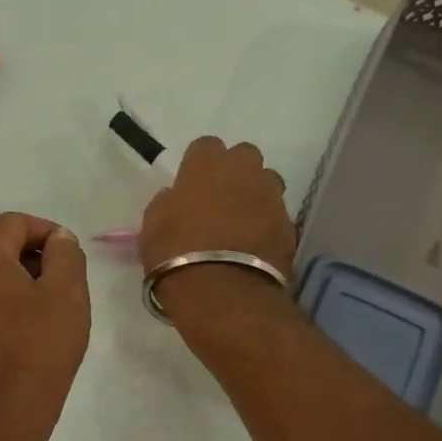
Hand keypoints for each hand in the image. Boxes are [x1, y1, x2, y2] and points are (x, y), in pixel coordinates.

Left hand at [0, 212, 90, 440]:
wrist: (3, 412)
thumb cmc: (39, 346)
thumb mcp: (67, 292)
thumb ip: (66, 254)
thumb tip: (58, 239)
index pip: (14, 222)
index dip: (47, 231)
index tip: (71, 256)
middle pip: (0, 247)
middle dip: (37, 257)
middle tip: (68, 284)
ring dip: (24, 283)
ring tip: (53, 310)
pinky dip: (9, 305)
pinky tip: (32, 332)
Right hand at [138, 137, 296, 327]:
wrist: (224, 295)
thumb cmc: (176, 257)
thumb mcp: (152, 229)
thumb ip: (166, 204)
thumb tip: (176, 199)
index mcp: (205, 167)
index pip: (206, 145)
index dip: (199, 163)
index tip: (192, 184)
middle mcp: (243, 173)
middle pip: (244, 155)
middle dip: (235, 170)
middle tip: (220, 197)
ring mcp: (270, 198)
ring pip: (267, 180)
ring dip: (255, 193)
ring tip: (241, 220)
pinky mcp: (289, 225)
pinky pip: (277, 213)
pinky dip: (267, 223)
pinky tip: (254, 244)